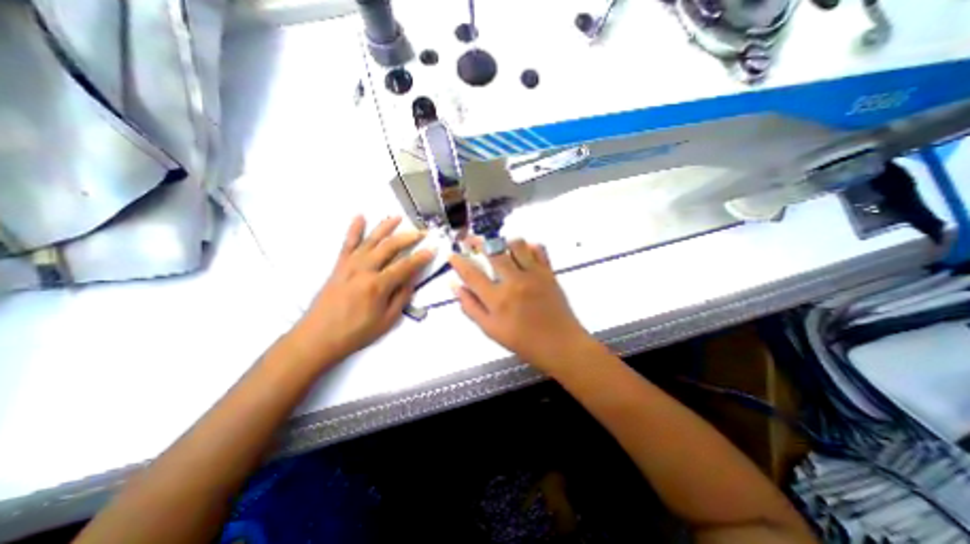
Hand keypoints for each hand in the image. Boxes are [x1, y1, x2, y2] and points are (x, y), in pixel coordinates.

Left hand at [290, 214, 433, 365]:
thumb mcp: (387, 320)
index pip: (405, 266)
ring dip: (385, 227)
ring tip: (397, 217)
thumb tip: (412, 278)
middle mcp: (364, 269)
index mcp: (378, 285)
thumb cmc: (356, 332)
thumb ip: (401, 297)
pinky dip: (354, 229)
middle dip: (408, 237)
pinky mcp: (339, 265)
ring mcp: (349, 265)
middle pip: (390, 247)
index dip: (421, 257)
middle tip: (421, 232)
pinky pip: (347, 243)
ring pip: (371, 240)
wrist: (318, 337)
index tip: (432, 249)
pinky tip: (360, 217)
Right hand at [450, 239, 599, 372]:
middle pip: (493, 251)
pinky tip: (523, 251)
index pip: (471, 274)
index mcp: (497, 299)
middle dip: (478, 242)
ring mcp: (534, 274)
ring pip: (516, 244)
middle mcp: (514, 281)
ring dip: (504, 242)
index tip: (452, 254)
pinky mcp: (549, 272)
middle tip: (471, 240)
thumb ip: (471, 307)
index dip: (458, 262)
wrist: (560, 344)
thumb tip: (455, 286)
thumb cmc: (523, 341)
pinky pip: (538, 249)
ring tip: (499, 248)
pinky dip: (528, 246)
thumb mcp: (491, 330)